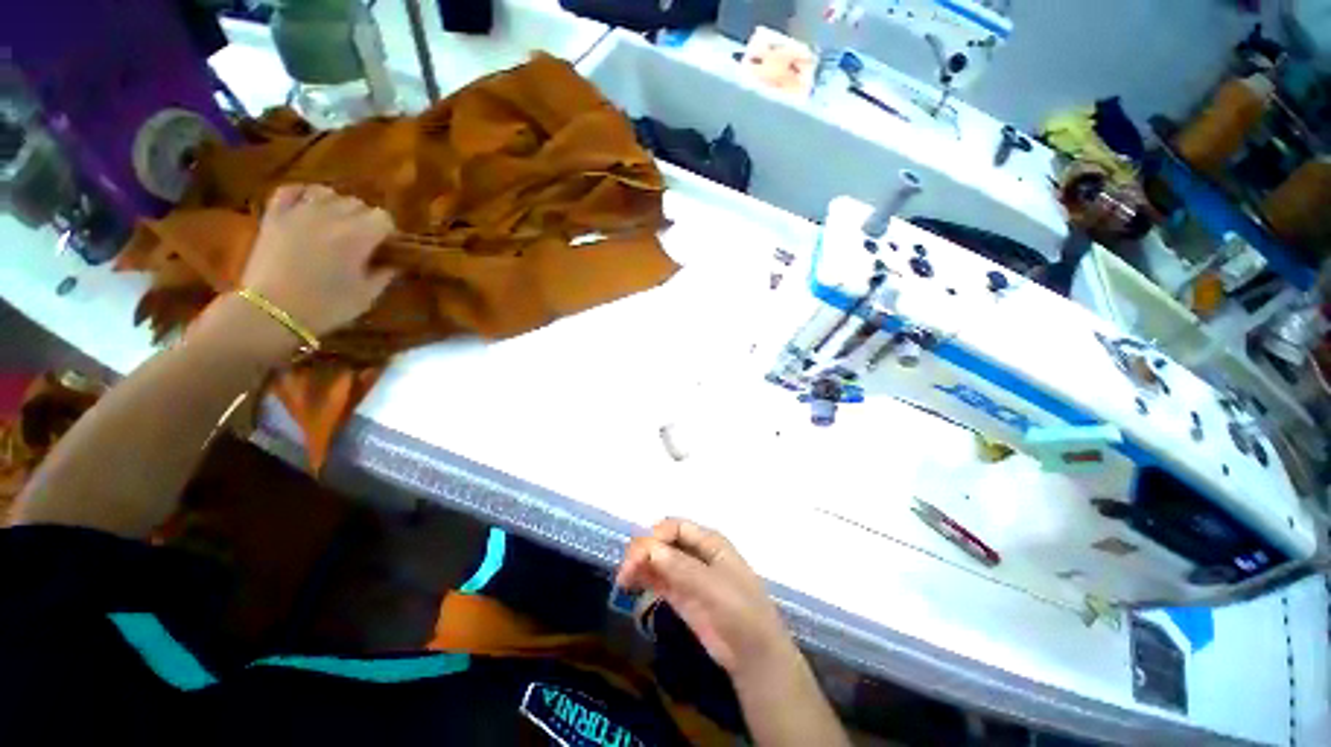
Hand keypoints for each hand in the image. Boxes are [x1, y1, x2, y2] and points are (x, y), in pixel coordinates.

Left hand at [241, 184, 396, 337]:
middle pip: (357, 203)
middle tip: (363, 239)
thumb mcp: (366, 296)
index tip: (386, 247)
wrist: (272, 312)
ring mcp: (299, 212)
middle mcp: (331, 216)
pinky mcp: (275, 216)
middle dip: (364, 218)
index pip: (383, 218)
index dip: (388, 232)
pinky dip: (302, 194)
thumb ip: (383, 275)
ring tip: (335, 222)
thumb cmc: (327, 306)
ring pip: (327, 193)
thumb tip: (392, 264)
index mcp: (359, 236)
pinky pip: (290, 190)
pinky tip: (307, 206)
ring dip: (336, 205)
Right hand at [616, 518, 796, 680]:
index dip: (655, 535)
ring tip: (623, 579)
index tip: (638, 554)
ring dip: (640, 564)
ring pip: (658, 560)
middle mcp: (696, 553)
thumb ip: (681, 567)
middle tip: (626, 570)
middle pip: (664, 542)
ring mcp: (688, 575)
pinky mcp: (681, 595)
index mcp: (709, 541)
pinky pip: (658, 579)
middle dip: (644, 550)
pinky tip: (630, 583)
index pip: (675, 527)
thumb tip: (650, 549)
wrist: (753, 655)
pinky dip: (643, 577)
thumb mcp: (713, 586)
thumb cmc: (740, 611)